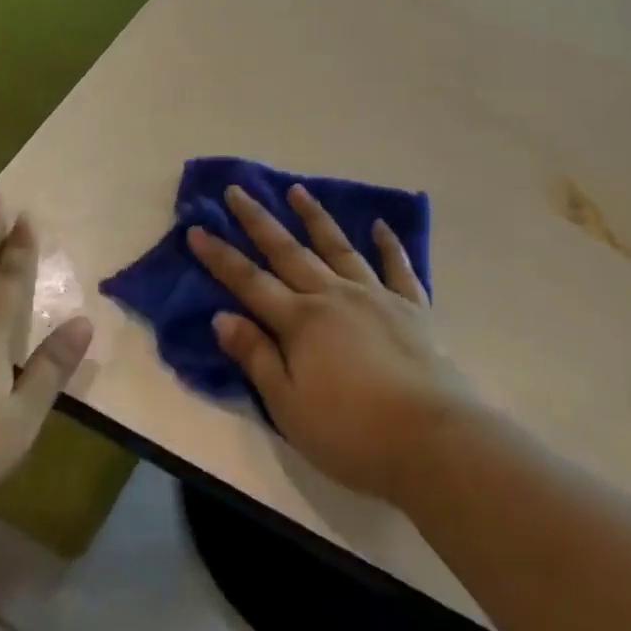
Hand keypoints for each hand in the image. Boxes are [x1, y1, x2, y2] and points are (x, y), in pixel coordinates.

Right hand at [188, 184, 472, 506]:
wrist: (433, 439)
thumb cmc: (352, 432)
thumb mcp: (289, 406)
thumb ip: (256, 357)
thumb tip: (222, 316)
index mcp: (300, 321)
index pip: (249, 282)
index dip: (220, 256)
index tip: (197, 228)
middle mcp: (333, 296)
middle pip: (288, 252)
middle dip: (258, 221)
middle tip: (238, 190)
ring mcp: (375, 296)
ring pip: (338, 247)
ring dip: (315, 217)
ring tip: (297, 190)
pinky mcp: (412, 307)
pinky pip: (398, 266)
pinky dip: (388, 244)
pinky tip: (380, 225)